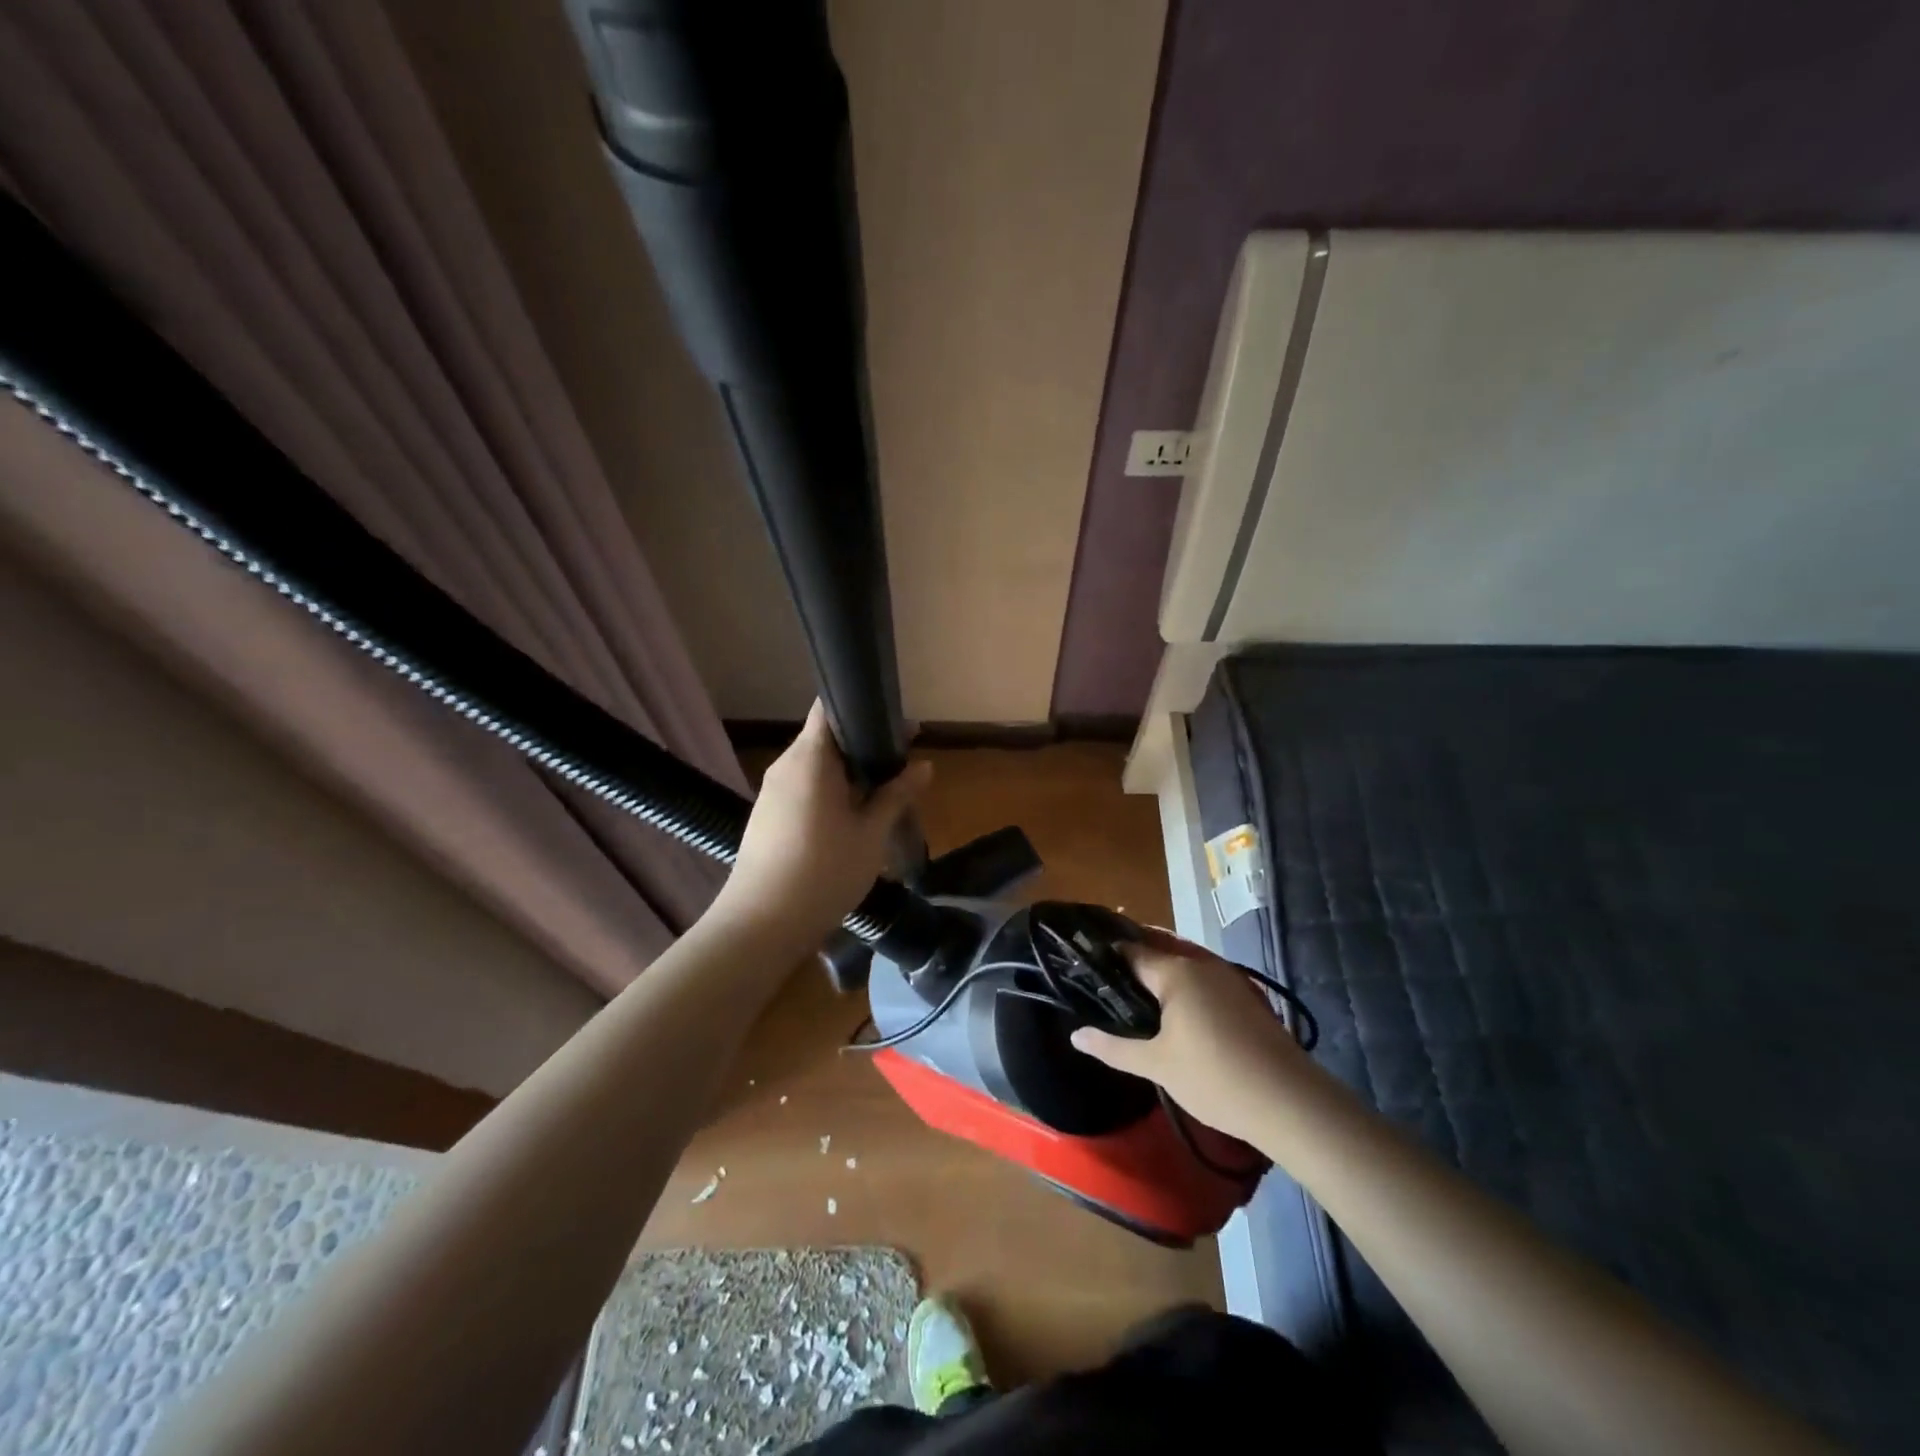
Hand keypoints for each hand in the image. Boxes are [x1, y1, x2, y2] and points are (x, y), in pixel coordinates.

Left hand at [713, 702, 932, 945]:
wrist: (761, 924)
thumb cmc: (823, 872)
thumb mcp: (870, 834)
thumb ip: (896, 795)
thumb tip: (924, 766)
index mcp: (809, 758)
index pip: (830, 706)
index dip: (863, 706)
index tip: (895, 723)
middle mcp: (785, 765)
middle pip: (826, 737)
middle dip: (864, 745)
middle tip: (902, 761)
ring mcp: (772, 791)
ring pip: (815, 765)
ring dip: (848, 771)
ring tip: (884, 791)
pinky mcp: (767, 815)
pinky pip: (803, 788)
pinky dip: (830, 791)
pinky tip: (853, 816)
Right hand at [1070, 929, 1311, 1140]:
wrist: (1290, 1102)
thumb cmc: (1215, 1078)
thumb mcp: (1157, 1065)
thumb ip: (1113, 1047)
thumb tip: (1075, 1035)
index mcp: (1175, 972)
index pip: (1130, 951)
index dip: (1105, 957)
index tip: (1082, 966)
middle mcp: (1201, 964)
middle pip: (1157, 952)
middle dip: (1132, 963)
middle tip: (1104, 983)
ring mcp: (1227, 978)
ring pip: (1182, 966)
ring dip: (1159, 975)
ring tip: (1133, 998)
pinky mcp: (1245, 997)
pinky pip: (1203, 980)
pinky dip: (1183, 988)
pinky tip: (1174, 1013)